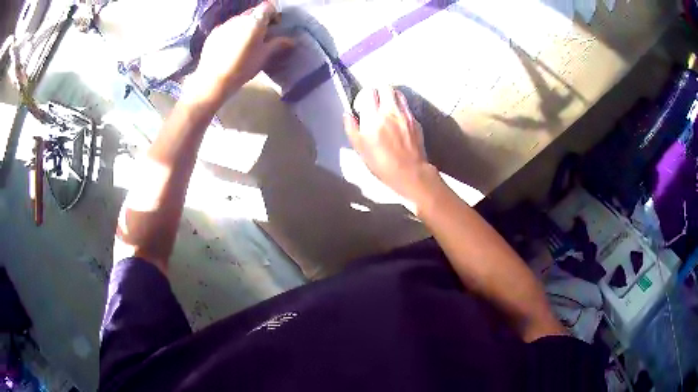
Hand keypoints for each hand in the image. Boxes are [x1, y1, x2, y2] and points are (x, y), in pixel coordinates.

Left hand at [184, 2, 293, 104]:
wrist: (213, 81)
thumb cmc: (243, 67)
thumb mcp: (264, 55)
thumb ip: (278, 43)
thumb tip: (291, 40)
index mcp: (255, 21)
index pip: (268, 6)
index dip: (274, 14)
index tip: (274, 26)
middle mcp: (239, 18)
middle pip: (253, 12)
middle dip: (259, 20)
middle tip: (262, 36)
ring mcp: (224, 25)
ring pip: (239, 20)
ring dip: (245, 26)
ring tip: (245, 43)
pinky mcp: (213, 34)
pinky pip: (226, 28)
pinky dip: (232, 33)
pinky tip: (230, 48)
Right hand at [344, 87, 439, 201]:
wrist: (410, 173)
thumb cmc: (382, 164)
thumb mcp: (360, 149)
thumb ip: (352, 129)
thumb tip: (347, 114)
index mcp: (373, 118)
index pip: (368, 92)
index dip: (364, 96)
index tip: (363, 105)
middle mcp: (390, 111)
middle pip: (385, 87)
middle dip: (379, 91)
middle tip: (376, 102)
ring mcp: (405, 115)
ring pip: (398, 94)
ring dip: (391, 96)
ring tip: (387, 107)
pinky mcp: (415, 121)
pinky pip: (406, 107)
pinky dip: (400, 108)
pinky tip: (398, 120)